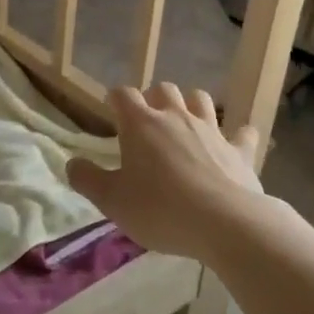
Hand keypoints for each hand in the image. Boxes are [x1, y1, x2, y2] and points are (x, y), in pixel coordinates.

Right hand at [67, 84, 269, 262]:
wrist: (226, 224)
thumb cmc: (160, 209)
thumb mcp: (111, 201)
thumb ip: (87, 180)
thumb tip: (72, 164)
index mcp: (140, 124)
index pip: (122, 94)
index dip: (115, 100)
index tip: (111, 113)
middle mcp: (176, 117)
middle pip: (164, 89)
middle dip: (153, 100)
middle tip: (147, 124)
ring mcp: (212, 130)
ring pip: (200, 99)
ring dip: (191, 106)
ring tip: (184, 125)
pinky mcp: (240, 151)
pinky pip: (242, 134)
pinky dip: (236, 136)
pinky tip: (233, 144)